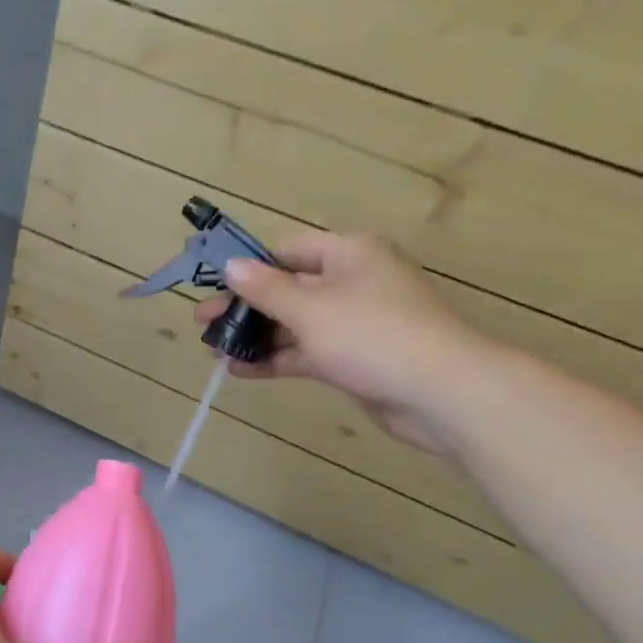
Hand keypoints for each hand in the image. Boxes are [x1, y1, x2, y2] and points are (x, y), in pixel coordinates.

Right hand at [193, 231, 487, 454]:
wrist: (440, 392)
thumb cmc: (371, 335)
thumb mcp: (309, 308)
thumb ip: (265, 288)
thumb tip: (231, 266)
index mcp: (348, 254)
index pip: (288, 251)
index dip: (250, 268)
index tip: (215, 288)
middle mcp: (352, 281)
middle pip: (287, 288)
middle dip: (244, 307)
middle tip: (202, 323)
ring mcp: (354, 322)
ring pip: (294, 323)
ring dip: (256, 336)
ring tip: (214, 350)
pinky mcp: (354, 357)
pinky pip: (306, 351)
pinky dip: (276, 358)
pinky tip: (240, 370)